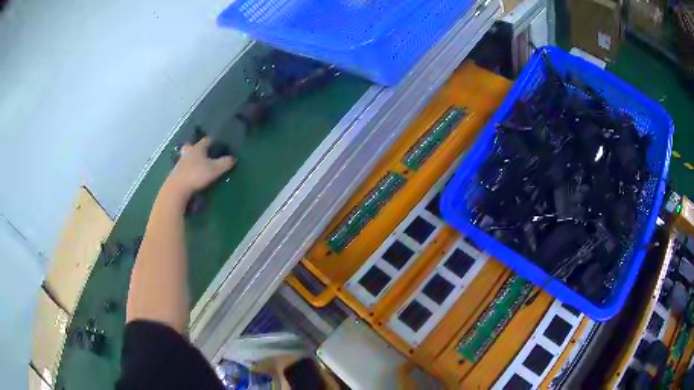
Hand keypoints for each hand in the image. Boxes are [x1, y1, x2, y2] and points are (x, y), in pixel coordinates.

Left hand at [163, 137, 235, 201]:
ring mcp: (180, 163)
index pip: (207, 140)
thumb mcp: (215, 169)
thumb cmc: (197, 175)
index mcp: (198, 148)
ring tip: (198, 166)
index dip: (214, 141)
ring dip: (191, 159)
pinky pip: (183, 168)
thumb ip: (225, 163)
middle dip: (197, 149)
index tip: (219, 146)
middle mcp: (188, 152)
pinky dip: (187, 170)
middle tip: (204, 154)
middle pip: (192, 146)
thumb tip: (233, 158)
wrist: (177, 189)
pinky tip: (191, 176)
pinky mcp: (175, 174)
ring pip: (186, 157)